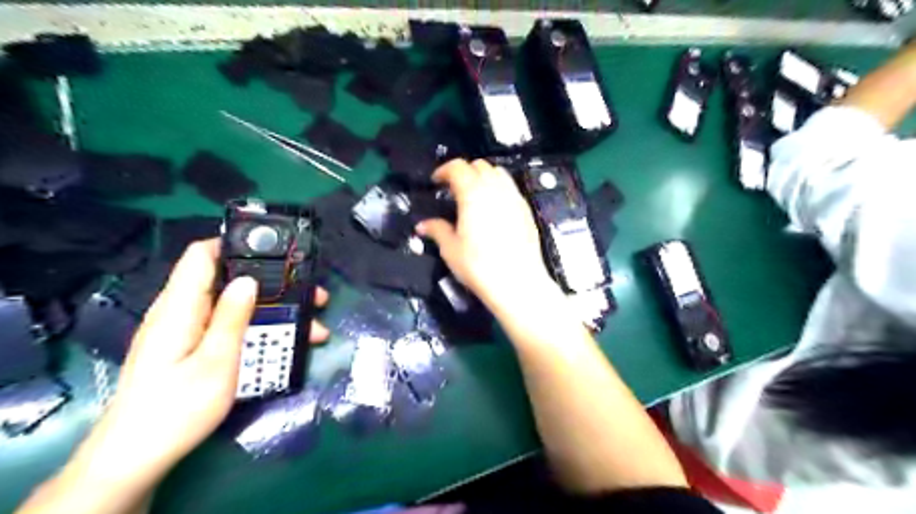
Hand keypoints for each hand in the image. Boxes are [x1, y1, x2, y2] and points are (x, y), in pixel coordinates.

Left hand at [50, 240, 327, 508]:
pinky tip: (288, 345)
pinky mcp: (194, 348)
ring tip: (313, 327)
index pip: (201, 255)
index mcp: (180, 308)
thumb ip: (232, 318)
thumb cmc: (178, 408)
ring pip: (237, 308)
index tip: (276, 250)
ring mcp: (189, 332)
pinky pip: (231, 327)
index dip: (236, 245)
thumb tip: (248, 279)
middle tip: (313, 296)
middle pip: (229, 282)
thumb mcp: (215, 362)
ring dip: (275, 313)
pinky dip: (261, 329)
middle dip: (274, 286)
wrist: (139, 457)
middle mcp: (183, 313)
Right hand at [417, 158, 557, 308]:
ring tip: (475, 195)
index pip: (458, 167)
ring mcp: (515, 198)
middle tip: (453, 189)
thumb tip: (422, 225)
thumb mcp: (451, 249)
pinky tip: (494, 209)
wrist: (518, 282)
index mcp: (473, 193)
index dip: (444, 170)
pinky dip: (499, 188)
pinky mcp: (527, 210)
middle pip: (480, 165)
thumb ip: (437, 230)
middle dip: (464, 171)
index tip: (436, 182)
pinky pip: (511, 188)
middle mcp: (496, 188)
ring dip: (484, 176)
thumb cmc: (479, 265)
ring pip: (499, 173)